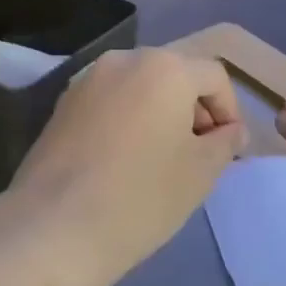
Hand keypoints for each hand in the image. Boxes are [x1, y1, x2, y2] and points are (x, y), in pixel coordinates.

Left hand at [0, 49, 243, 285]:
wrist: (55, 225)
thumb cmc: (141, 196)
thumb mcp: (200, 173)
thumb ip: (224, 142)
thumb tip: (230, 130)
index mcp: (164, 67)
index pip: (213, 77)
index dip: (229, 111)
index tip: (228, 150)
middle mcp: (124, 60)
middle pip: (173, 74)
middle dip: (193, 109)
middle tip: (199, 154)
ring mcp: (87, 79)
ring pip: (138, 86)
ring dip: (159, 112)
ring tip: (160, 158)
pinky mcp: (62, 103)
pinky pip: (109, 101)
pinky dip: (126, 119)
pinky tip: (123, 160)